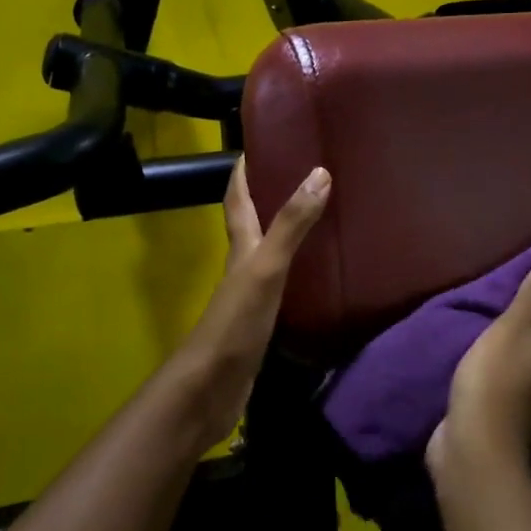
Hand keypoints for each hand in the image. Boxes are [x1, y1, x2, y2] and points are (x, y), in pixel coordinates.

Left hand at [177, 158, 330, 445]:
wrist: (211, 388)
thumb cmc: (235, 322)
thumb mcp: (266, 268)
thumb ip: (292, 225)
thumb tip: (319, 172)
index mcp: (240, 246)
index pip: (237, 198)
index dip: (243, 170)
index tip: (257, 142)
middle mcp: (243, 265)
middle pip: (252, 221)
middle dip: (268, 194)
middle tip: (301, 172)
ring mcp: (251, 294)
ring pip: (268, 251)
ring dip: (285, 230)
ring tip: (318, 213)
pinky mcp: (263, 320)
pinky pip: (283, 283)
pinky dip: (297, 268)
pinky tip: (317, 271)